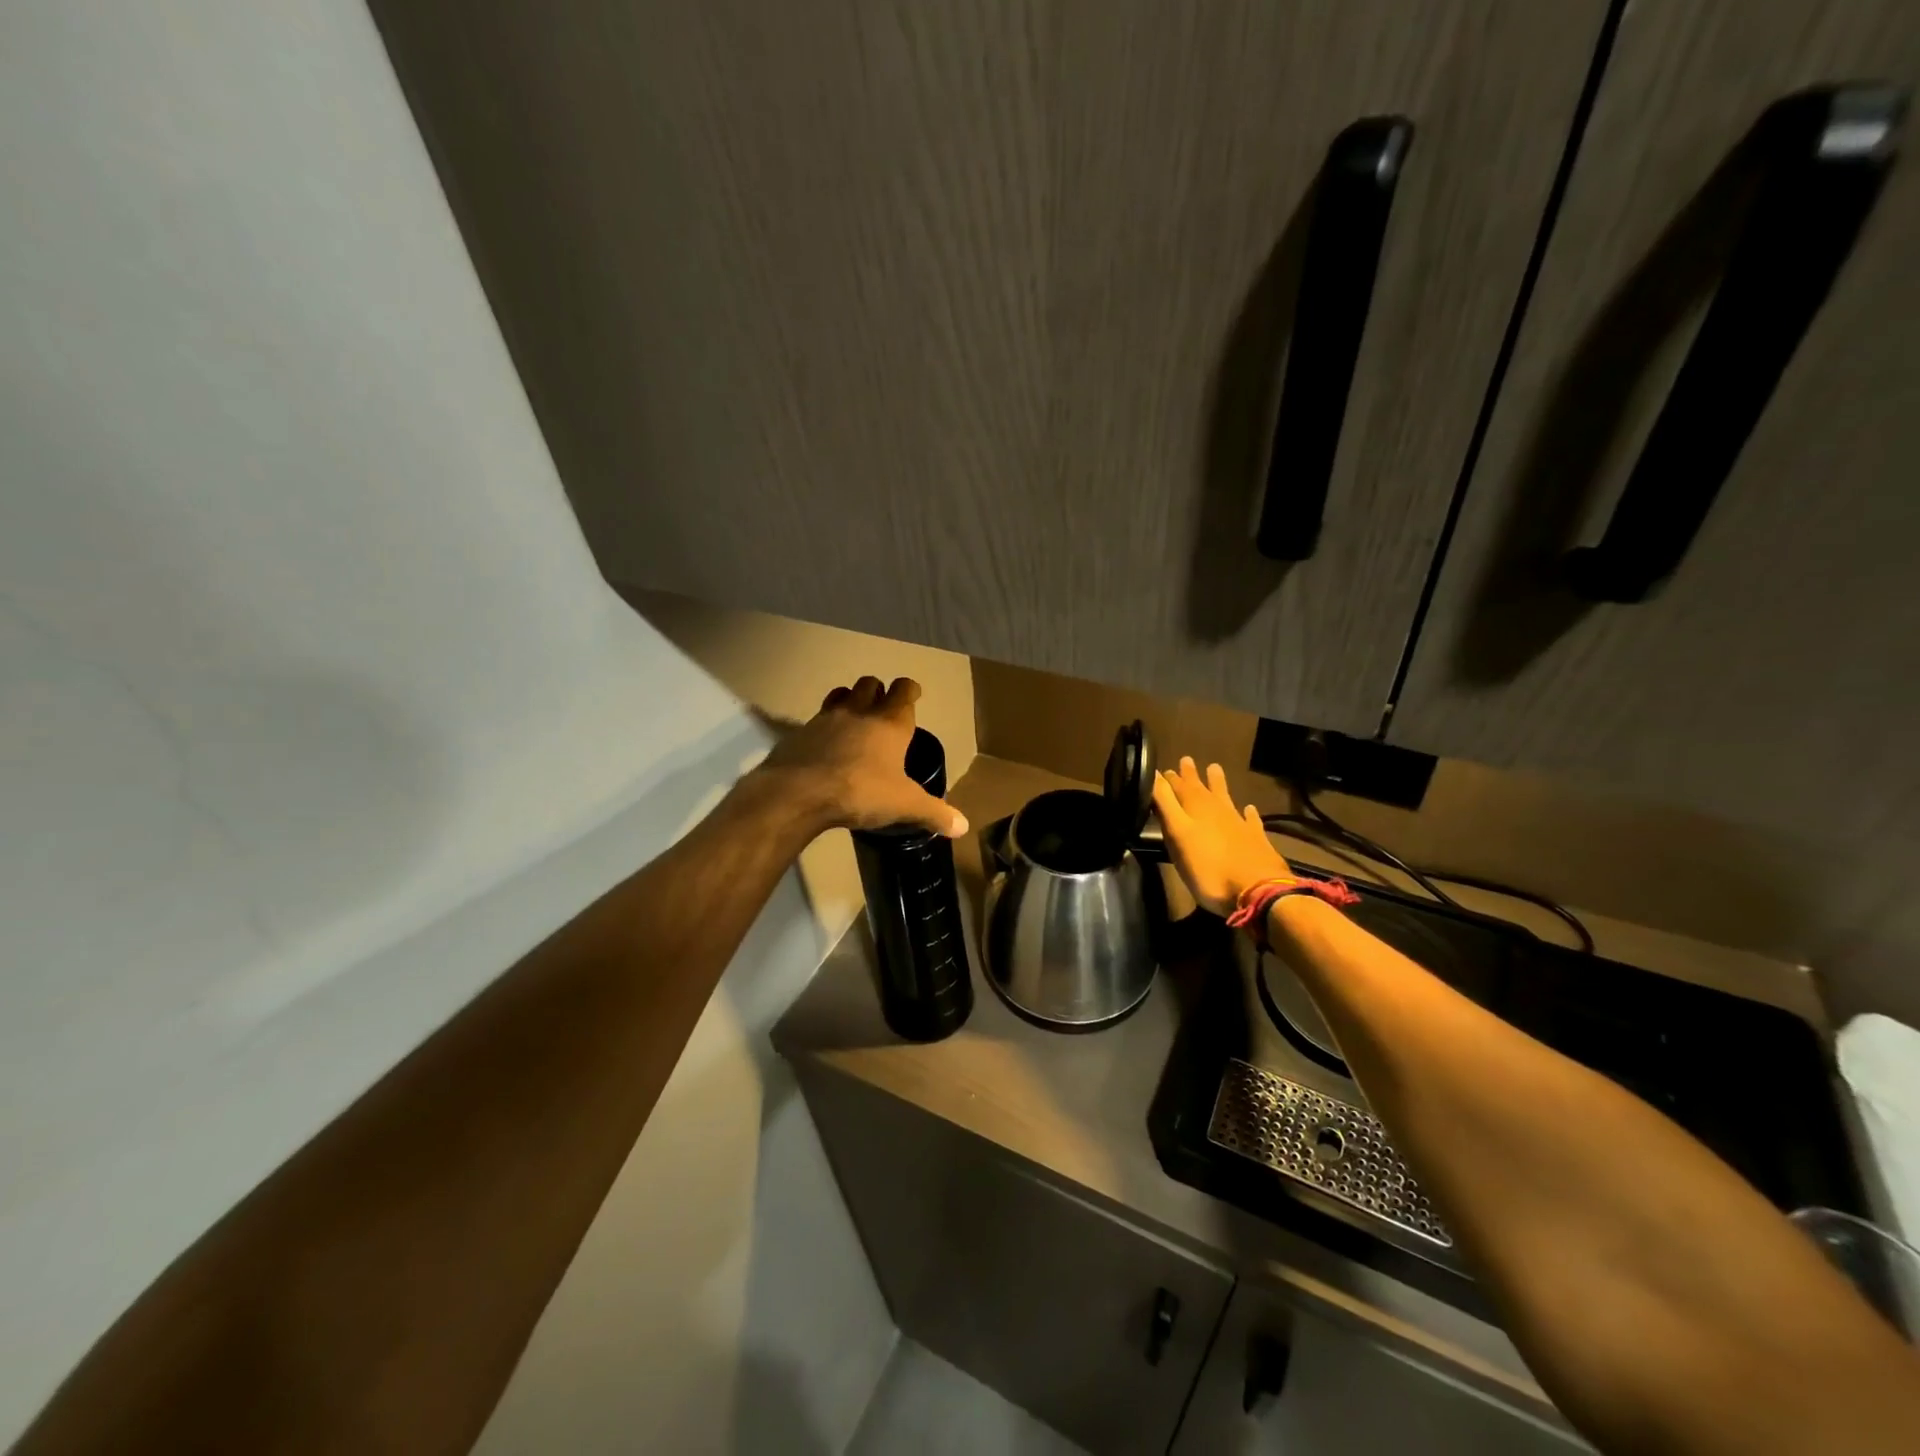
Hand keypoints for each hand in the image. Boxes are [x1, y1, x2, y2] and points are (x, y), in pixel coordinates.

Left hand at [757, 676, 967, 838]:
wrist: (799, 792)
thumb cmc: (861, 791)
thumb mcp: (904, 805)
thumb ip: (934, 813)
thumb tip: (963, 827)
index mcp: (890, 722)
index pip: (904, 690)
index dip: (910, 690)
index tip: (913, 694)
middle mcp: (859, 711)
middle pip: (870, 683)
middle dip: (878, 691)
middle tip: (882, 709)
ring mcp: (826, 718)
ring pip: (840, 694)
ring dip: (849, 700)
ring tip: (854, 719)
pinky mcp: (800, 732)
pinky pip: (816, 720)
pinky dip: (824, 726)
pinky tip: (826, 746)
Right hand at [1151, 757, 1291, 916]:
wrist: (1256, 891)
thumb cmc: (1208, 867)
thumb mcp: (1177, 834)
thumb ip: (1165, 804)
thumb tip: (1153, 775)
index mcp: (1195, 808)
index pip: (1177, 787)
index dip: (1168, 779)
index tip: (1161, 770)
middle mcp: (1217, 810)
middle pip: (1201, 788)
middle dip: (1191, 775)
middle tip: (1186, 760)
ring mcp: (1239, 824)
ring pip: (1225, 797)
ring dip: (1218, 783)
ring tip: (1214, 768)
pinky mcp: (1255, 840)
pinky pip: (1250, 820)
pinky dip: (1248, 813)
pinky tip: (1249, 809)